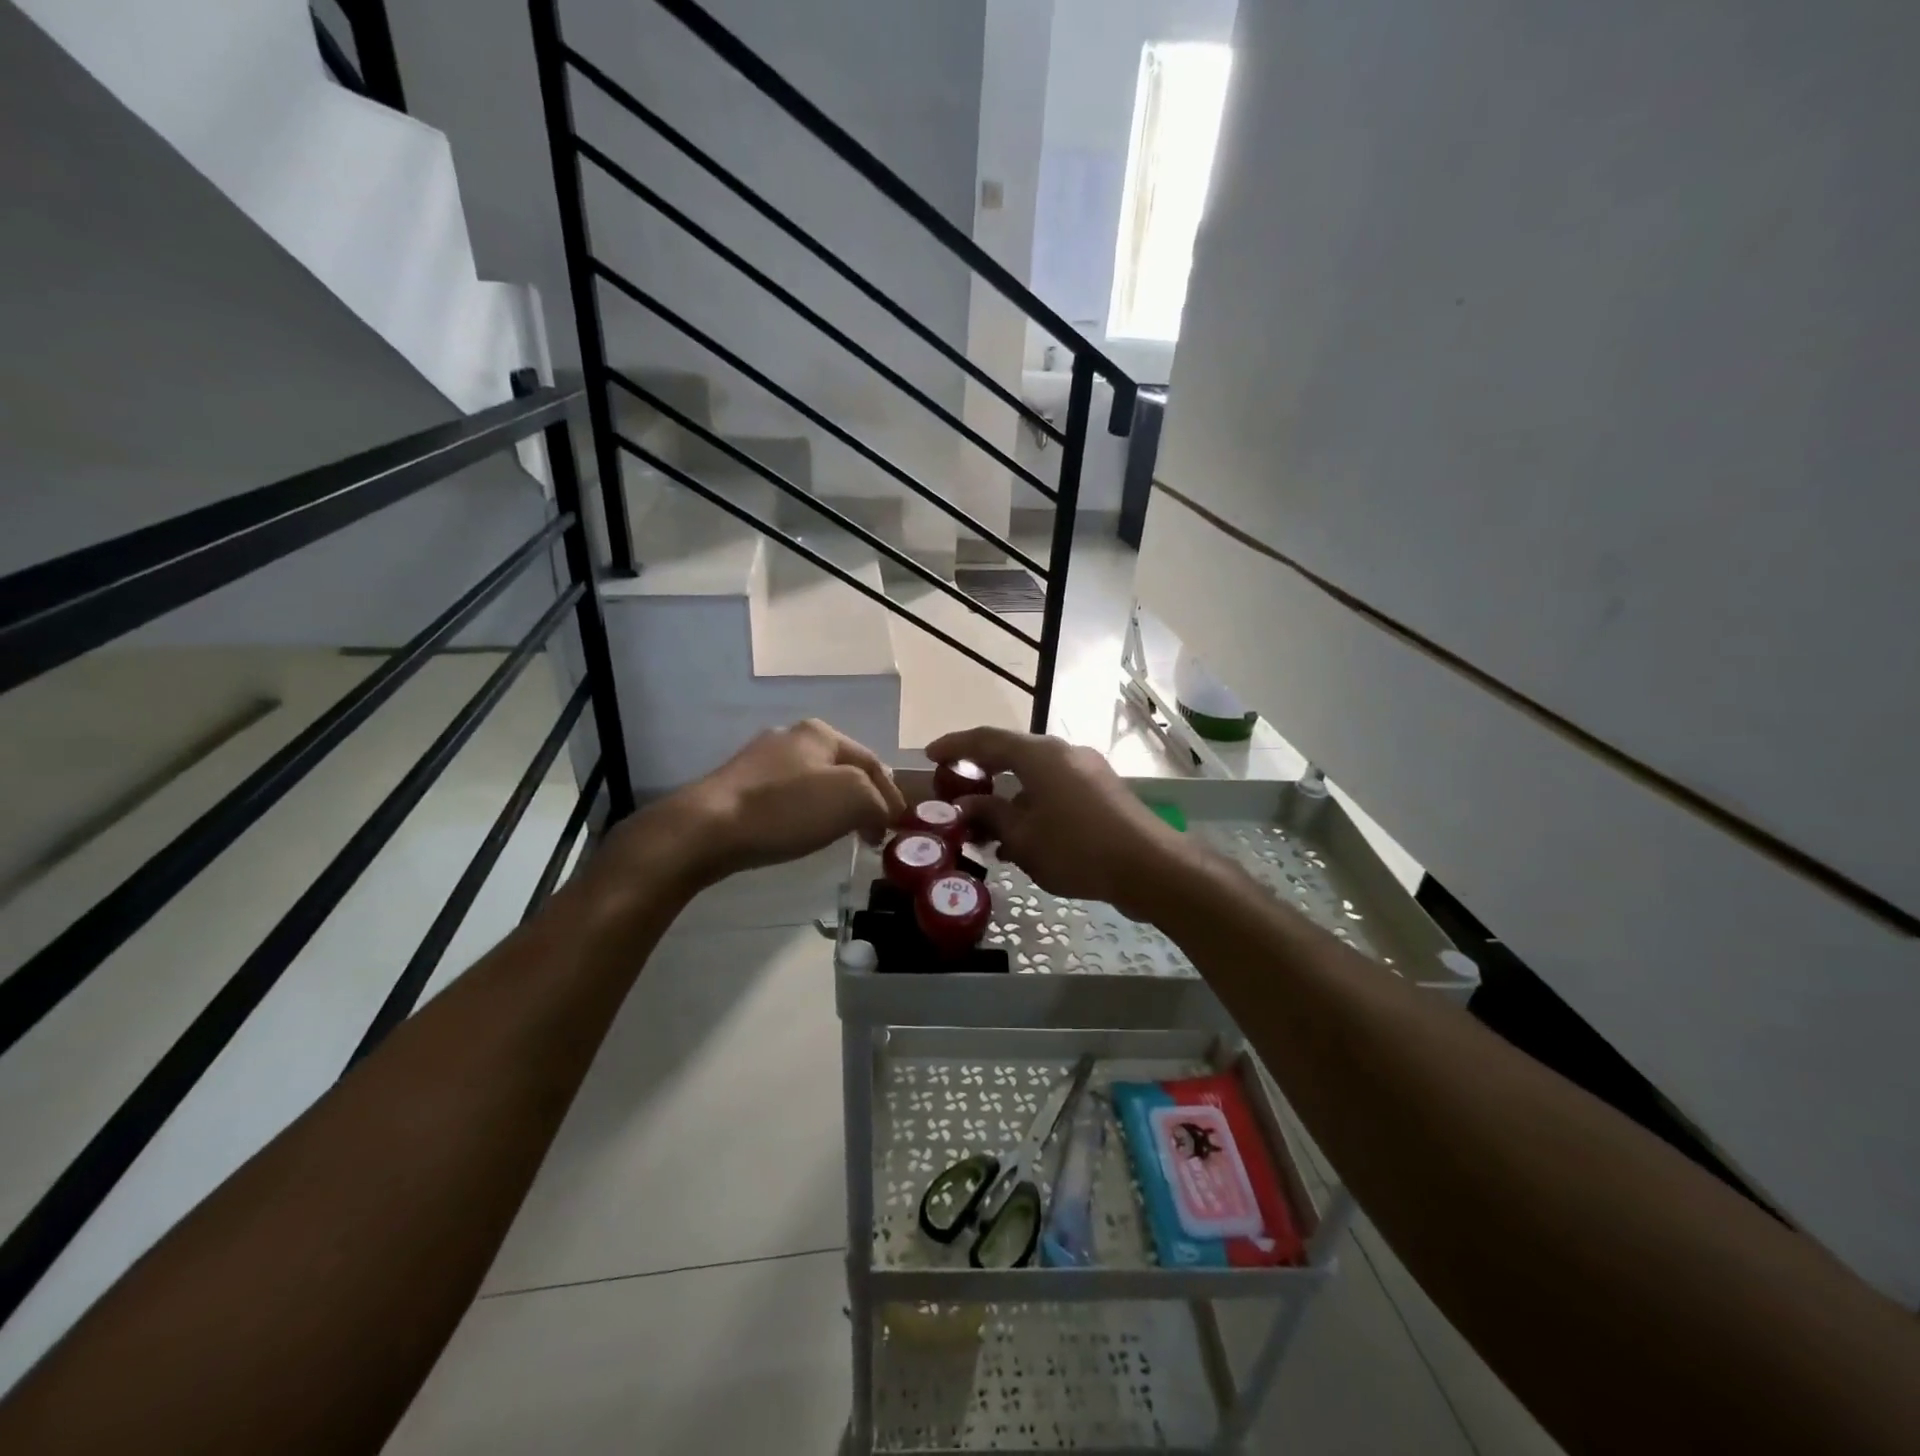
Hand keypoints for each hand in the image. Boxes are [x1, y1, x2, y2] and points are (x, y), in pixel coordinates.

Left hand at [609, 720, 905, 889]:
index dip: (892, 795)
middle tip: (874, 830)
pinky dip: (805, 813)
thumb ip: (879, 801)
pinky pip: (788, 797)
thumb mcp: (852, 798)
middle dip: (864, 798)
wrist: (705, 829)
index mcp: (821, 732)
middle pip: (844, 769)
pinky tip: (802, 832)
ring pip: (815, 782)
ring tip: (843, 834)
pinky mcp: (739, 785)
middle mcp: (792, 737)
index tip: (897, 828)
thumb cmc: (785, 809)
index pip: (874, 761)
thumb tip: (882, 815)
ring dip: (835, 807)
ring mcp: (761, 760)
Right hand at [926, 727, 1193, 920]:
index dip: (955, 746)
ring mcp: (1087, 770)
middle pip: (1012, 754)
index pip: (986, 740)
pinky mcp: (1102, 792)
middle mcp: (1064, 753)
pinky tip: (1022, 840)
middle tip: (956, 792)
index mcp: (1040, 755)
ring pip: (1035, 776)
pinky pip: (1055, 790)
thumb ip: (990, 816)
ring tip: (985, 829)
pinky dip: (1032, 806)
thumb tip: (966, 806)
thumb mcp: (1023, 837)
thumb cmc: (1077, 848)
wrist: (1150, 867)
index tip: (930, 756)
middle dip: (981, 774)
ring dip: (1007, 797)